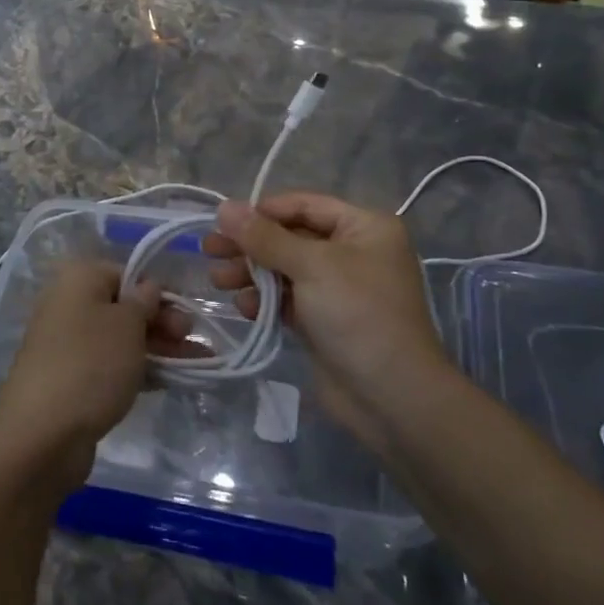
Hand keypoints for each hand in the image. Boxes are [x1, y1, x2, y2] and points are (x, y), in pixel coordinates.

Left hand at [0, 260, 186, 490]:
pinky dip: (138, 370)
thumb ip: (144, 302)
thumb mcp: (127, 325)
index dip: (158, 292)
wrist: (41, 433)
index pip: (125, 274)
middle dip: (161, 322)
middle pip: (123, 307)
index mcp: (78, 279)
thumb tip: (148, 288)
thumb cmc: (90, 363)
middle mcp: (68, 305)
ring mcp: (67, 344)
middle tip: (192, 340)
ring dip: (157, 348)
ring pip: (120, 339)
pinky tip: (168, 382)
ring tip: (196, 364)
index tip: (186, 313)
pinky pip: (110, 366)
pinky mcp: (70, 380)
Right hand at [203, 193, 450, 454]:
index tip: (224, 221)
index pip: (304, 205)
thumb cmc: (358, 315)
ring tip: (218, 280)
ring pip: (285, 268)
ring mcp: (339, 288)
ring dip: (251, 273)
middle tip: (209, 250)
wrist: (394, 399)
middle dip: (250, 245)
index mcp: (364, 227)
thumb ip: (265, 237)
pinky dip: (265, 299)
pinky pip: (288, 298)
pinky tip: (242, 307)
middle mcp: (353, 251)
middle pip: (290, 237)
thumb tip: (224, 207)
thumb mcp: (311, 267)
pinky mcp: (325, 320)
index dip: (263, 211)